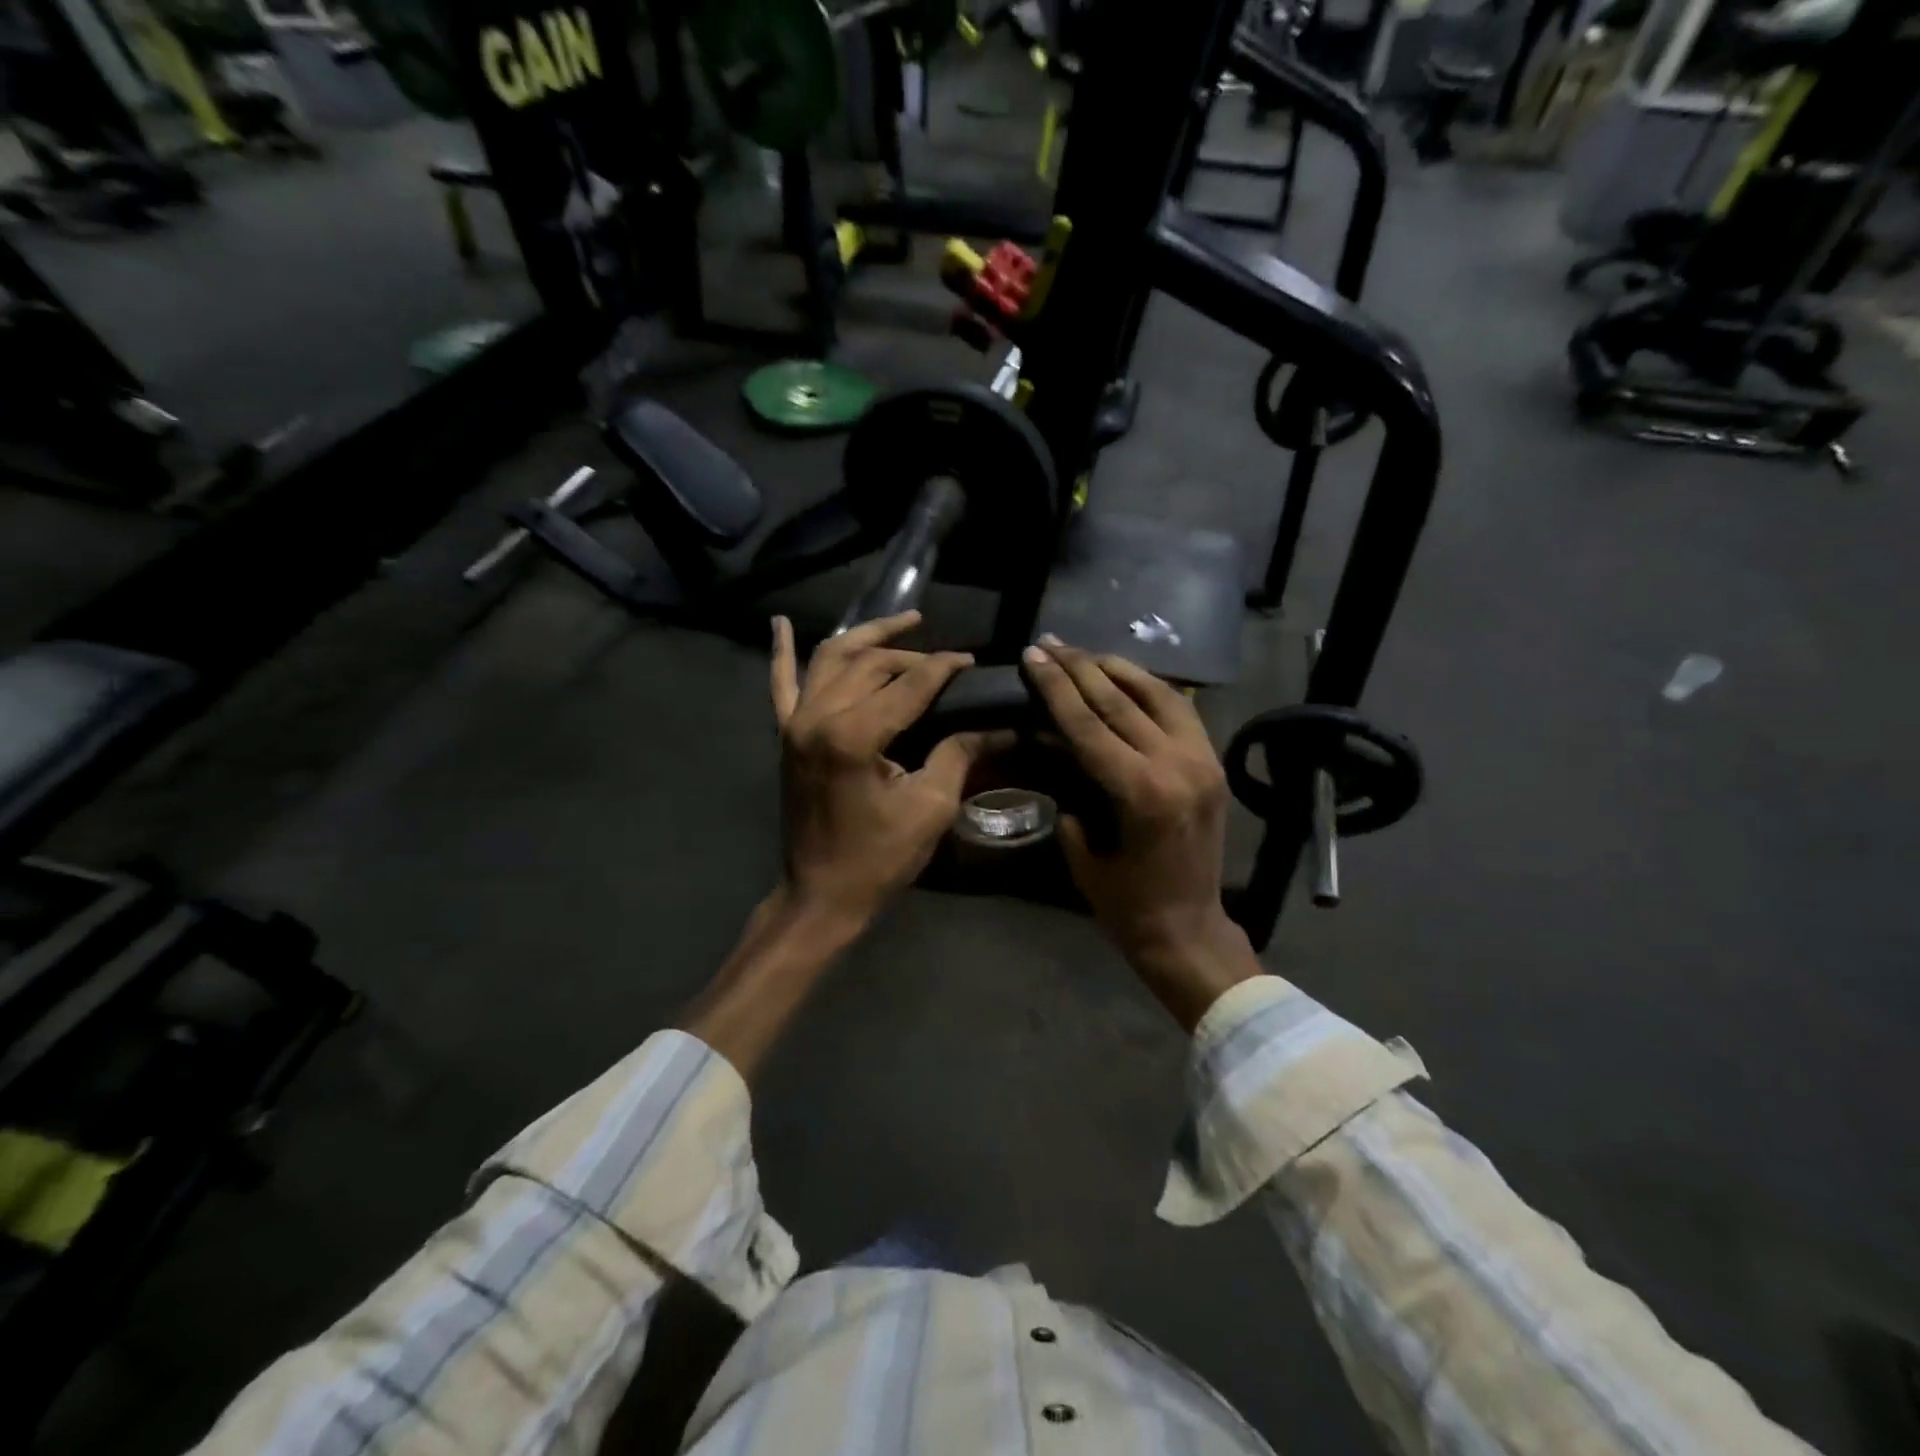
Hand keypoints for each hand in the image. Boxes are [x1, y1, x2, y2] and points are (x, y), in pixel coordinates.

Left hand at [771, 611, 1001, 928]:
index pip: (908, 685)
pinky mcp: (784, 735)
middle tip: (945, 660)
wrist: (821, 894)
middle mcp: (816, 717)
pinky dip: (781, 651)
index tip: (970, 661)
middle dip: (911, 655)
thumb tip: (993, 726)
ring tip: (902, 622)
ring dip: (866, 637)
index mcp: (852, 736)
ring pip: (829, 659)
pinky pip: (780, 684)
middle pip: (869, 664)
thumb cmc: (878, 858)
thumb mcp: (930, 808)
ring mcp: (793, 723)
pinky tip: (780, 622)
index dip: (943, 668)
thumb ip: (957, 755)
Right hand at [1021, 638, 1258, 1028]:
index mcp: (1141, 793)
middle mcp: (1177, 766)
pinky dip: (1151, 688)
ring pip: (1158, 695)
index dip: (1056, 685)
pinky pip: (1182, 711)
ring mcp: (1202, 761)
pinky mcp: (1213, 764)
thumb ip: (1069, 792)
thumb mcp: (1082, 850)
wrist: (1189, 930)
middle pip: (1120, 700)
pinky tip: (1126, 678)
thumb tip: (1054, 745)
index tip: (1033, 655)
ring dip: (1117, 669)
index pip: (1089, 722)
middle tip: (1050, 642)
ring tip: (1084, 652)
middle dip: (1079, 667)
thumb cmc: (1126, 905)